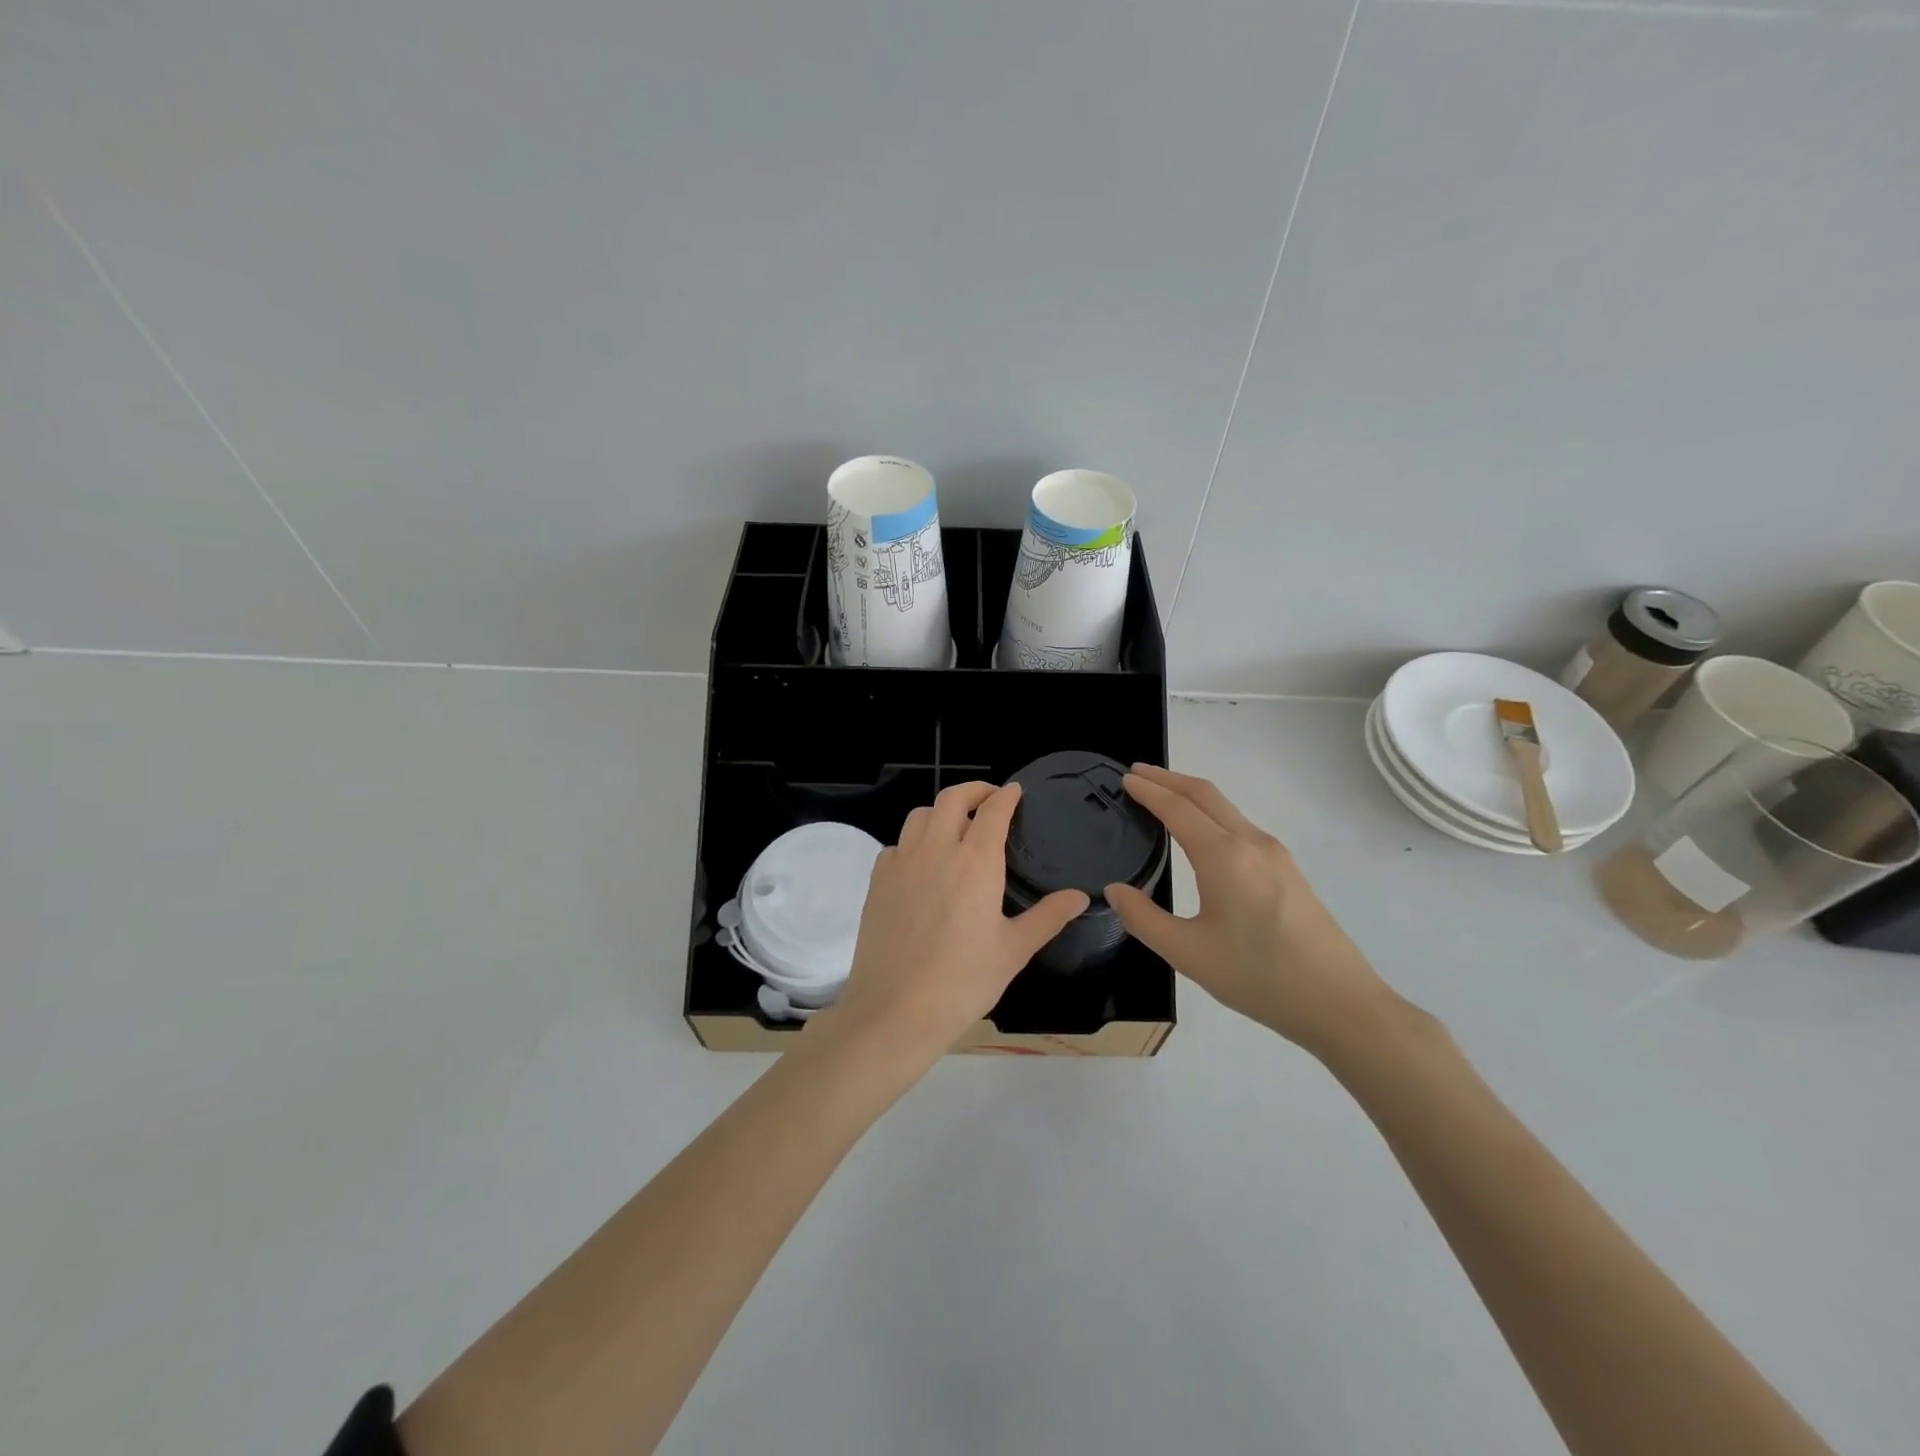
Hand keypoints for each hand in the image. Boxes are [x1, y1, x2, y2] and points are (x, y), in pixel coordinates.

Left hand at [825, 781, 1089, 1064]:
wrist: (895, 1010)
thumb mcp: (1014, 951)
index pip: (993, 811)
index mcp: (976, 862)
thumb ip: (1048, 917)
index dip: (1006, 796)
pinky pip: (896, 845)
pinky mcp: (877, 882)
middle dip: (973, 790)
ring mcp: (902, 863)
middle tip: (989, 797)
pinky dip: (913, 841)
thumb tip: (1079, 896)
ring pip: (920, 816)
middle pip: (951, 798)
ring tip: (956, 825)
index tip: (1015, 791)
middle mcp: (936, 851)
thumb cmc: (963, 982)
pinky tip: (921, 863)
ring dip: (941, 811)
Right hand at [1105, 764, 1392, 1055]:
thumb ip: (1143, 918)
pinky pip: (1240, 825)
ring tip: (1163, 796)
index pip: (1177, 808)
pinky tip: (1201, 833)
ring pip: (1226, 808)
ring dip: (1191, 794)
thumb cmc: (1258, 977)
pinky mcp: (1287, 869)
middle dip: (1169, 778)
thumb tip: (1114, 890)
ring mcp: (1274, 854)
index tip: (1124, 778)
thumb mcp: (1188, 953)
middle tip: (1137, 773)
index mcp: (1223, 856)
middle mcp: (1250, 843)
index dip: (1148, 790)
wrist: (1339, 1002)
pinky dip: (1211, 813)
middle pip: (1205, 794)